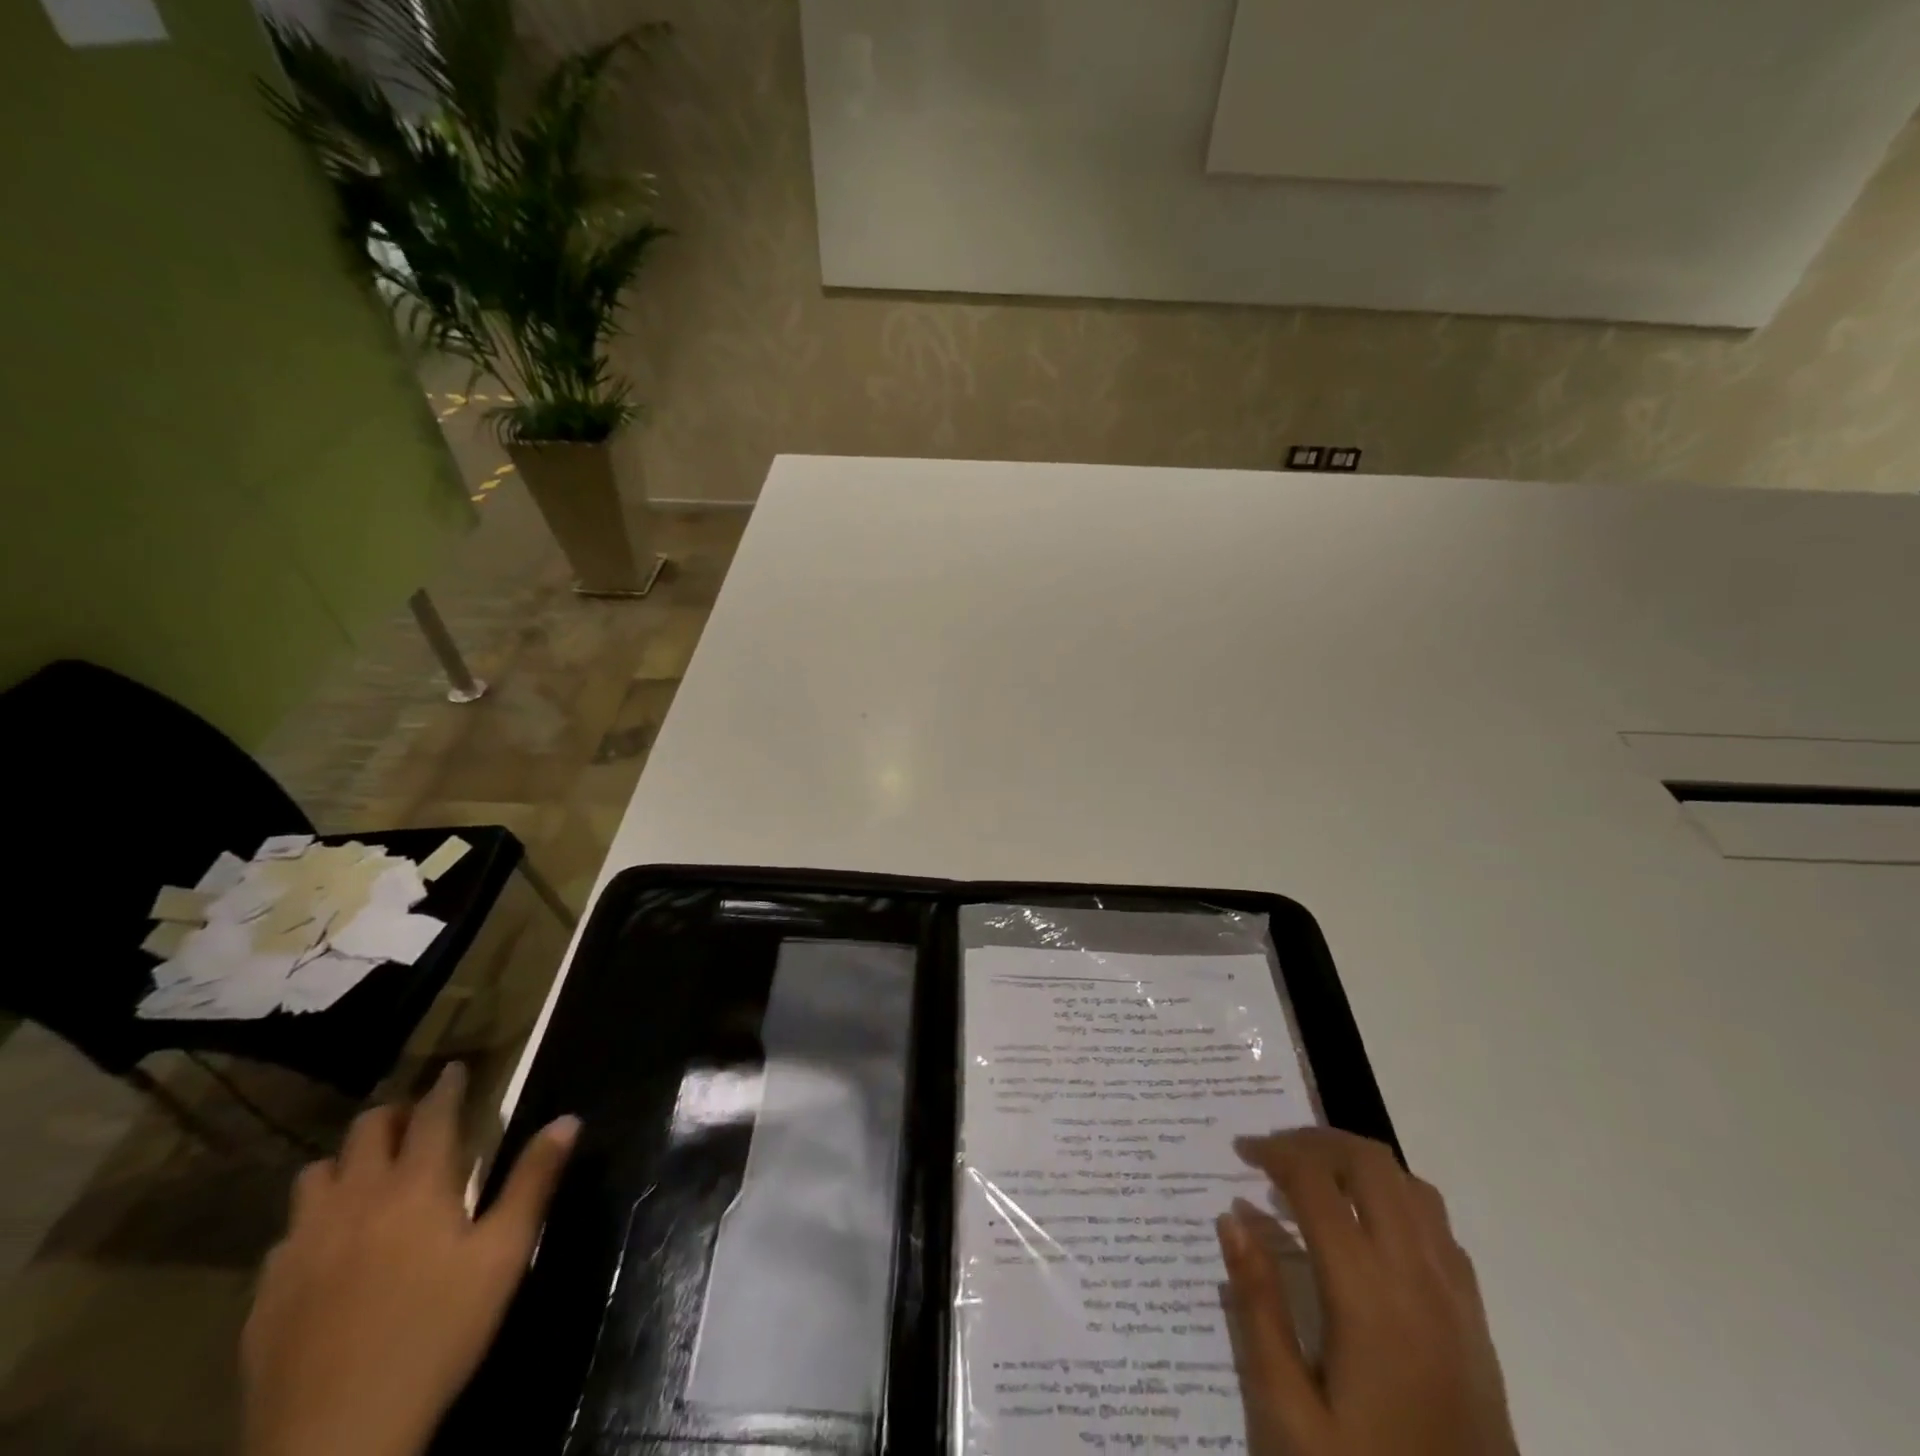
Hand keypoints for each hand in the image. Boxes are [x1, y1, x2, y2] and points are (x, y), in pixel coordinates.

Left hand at [241, 1064, 579, 1455]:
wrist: (335, 1439)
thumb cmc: (438, 1333)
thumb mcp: (505, 1255)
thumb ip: (534, 1181)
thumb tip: (569, 1119)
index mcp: (417, 1186)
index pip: (432, 1114)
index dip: (446, 1086)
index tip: (454, 1068)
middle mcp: (355, 1200)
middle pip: (366, 1131)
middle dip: (393, 1114)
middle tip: (416, 1118)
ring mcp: (302, 1247)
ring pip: (315, 1175)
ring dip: (345, 1163)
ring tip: (368, 1176)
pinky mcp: (266, 1294)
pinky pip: (286, 1235)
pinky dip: (312, 1223)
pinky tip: (327, 1249)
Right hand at [1217, 1129, 1518, 1455]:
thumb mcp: (1290, 1414)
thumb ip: (1259, 1308)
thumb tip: (1232, 1219)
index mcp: (1369, 1297)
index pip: (1318, 1185)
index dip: (1275, 1153)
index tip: (1241, 1151)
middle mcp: (1419, 1279)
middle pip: (1371, 1165)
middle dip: (1316, 1142)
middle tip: (1273, 1155)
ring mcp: (1457, 1298)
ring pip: (1411, 1185)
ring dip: (1357, 1163)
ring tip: (1314, 1178)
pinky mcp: (1476, 1320)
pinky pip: (1437, 1225)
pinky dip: (1394, 1196)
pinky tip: (1366, 1225)